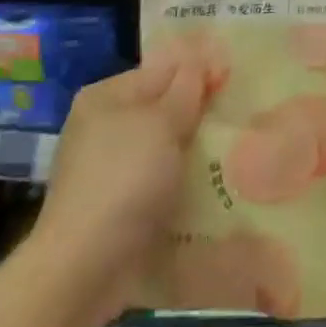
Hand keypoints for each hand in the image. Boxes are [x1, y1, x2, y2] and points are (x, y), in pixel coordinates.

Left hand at [30, 54, 226, 321]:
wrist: (85, 266)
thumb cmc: (124, 179)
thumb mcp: (162, 122)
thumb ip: (187, 88)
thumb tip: (203, 60)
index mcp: (106, 96)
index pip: (163, 69)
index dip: (200, 72)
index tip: (236, 82)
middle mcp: (102, 126)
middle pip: (163, 108)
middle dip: (199, 114)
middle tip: (240, 119)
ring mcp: (107, 168)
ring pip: (164, 147)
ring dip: (194, 151)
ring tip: (235, 153)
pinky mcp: (117, 206)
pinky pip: (158, 182)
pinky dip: (181, 183)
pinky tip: (211, 189)